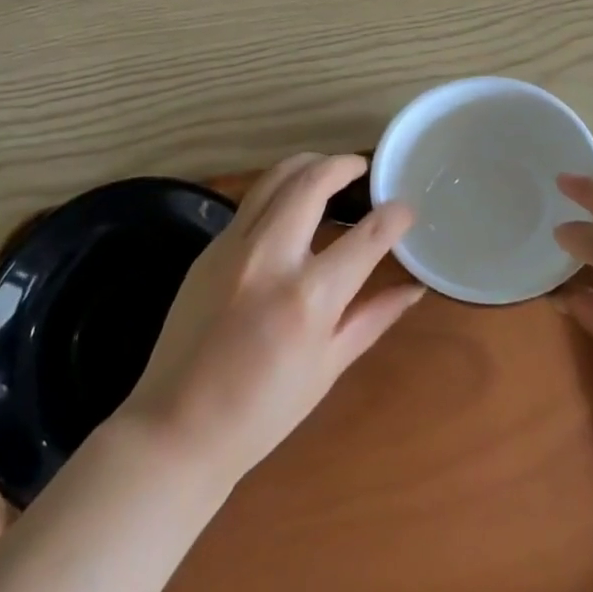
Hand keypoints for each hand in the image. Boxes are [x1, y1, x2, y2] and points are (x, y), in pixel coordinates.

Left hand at [118, 153, 422, 487]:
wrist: (177, 427)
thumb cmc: (263, 411)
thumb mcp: (329, 366)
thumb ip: (374, 316)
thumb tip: (415, 288)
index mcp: (309, 296)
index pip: (367, 236)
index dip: (395, 216)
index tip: (406, 208)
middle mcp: (271, 257)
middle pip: (312, 182)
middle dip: (343, 165)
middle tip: (361, 167)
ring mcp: (234, 247)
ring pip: (274, 179)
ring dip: (307, 164)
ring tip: (326, 169)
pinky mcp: (210, 249)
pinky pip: (250, 203)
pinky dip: (277, 190)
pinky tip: (289, 205)